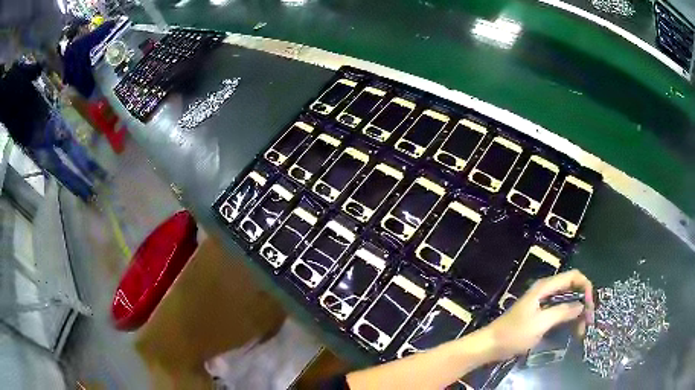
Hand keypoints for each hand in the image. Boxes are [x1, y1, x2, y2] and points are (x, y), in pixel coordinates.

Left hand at [486, 270, 593, 359]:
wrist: (490, 346)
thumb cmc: (514, 334)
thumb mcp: (540, 323)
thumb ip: (562, 312)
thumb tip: (581, 305)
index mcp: (545, 287)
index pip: (573, 277)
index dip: (585, 287)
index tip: (590, 307)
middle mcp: (546, 291)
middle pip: (572, 290)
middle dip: (583, 303)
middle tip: (588, 323)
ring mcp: (543, 304)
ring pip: (567, 303)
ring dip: (576, 314)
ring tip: (581, 331)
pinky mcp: (540, 316)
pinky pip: (559, 313)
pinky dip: (567, 320)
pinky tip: (572, 331)